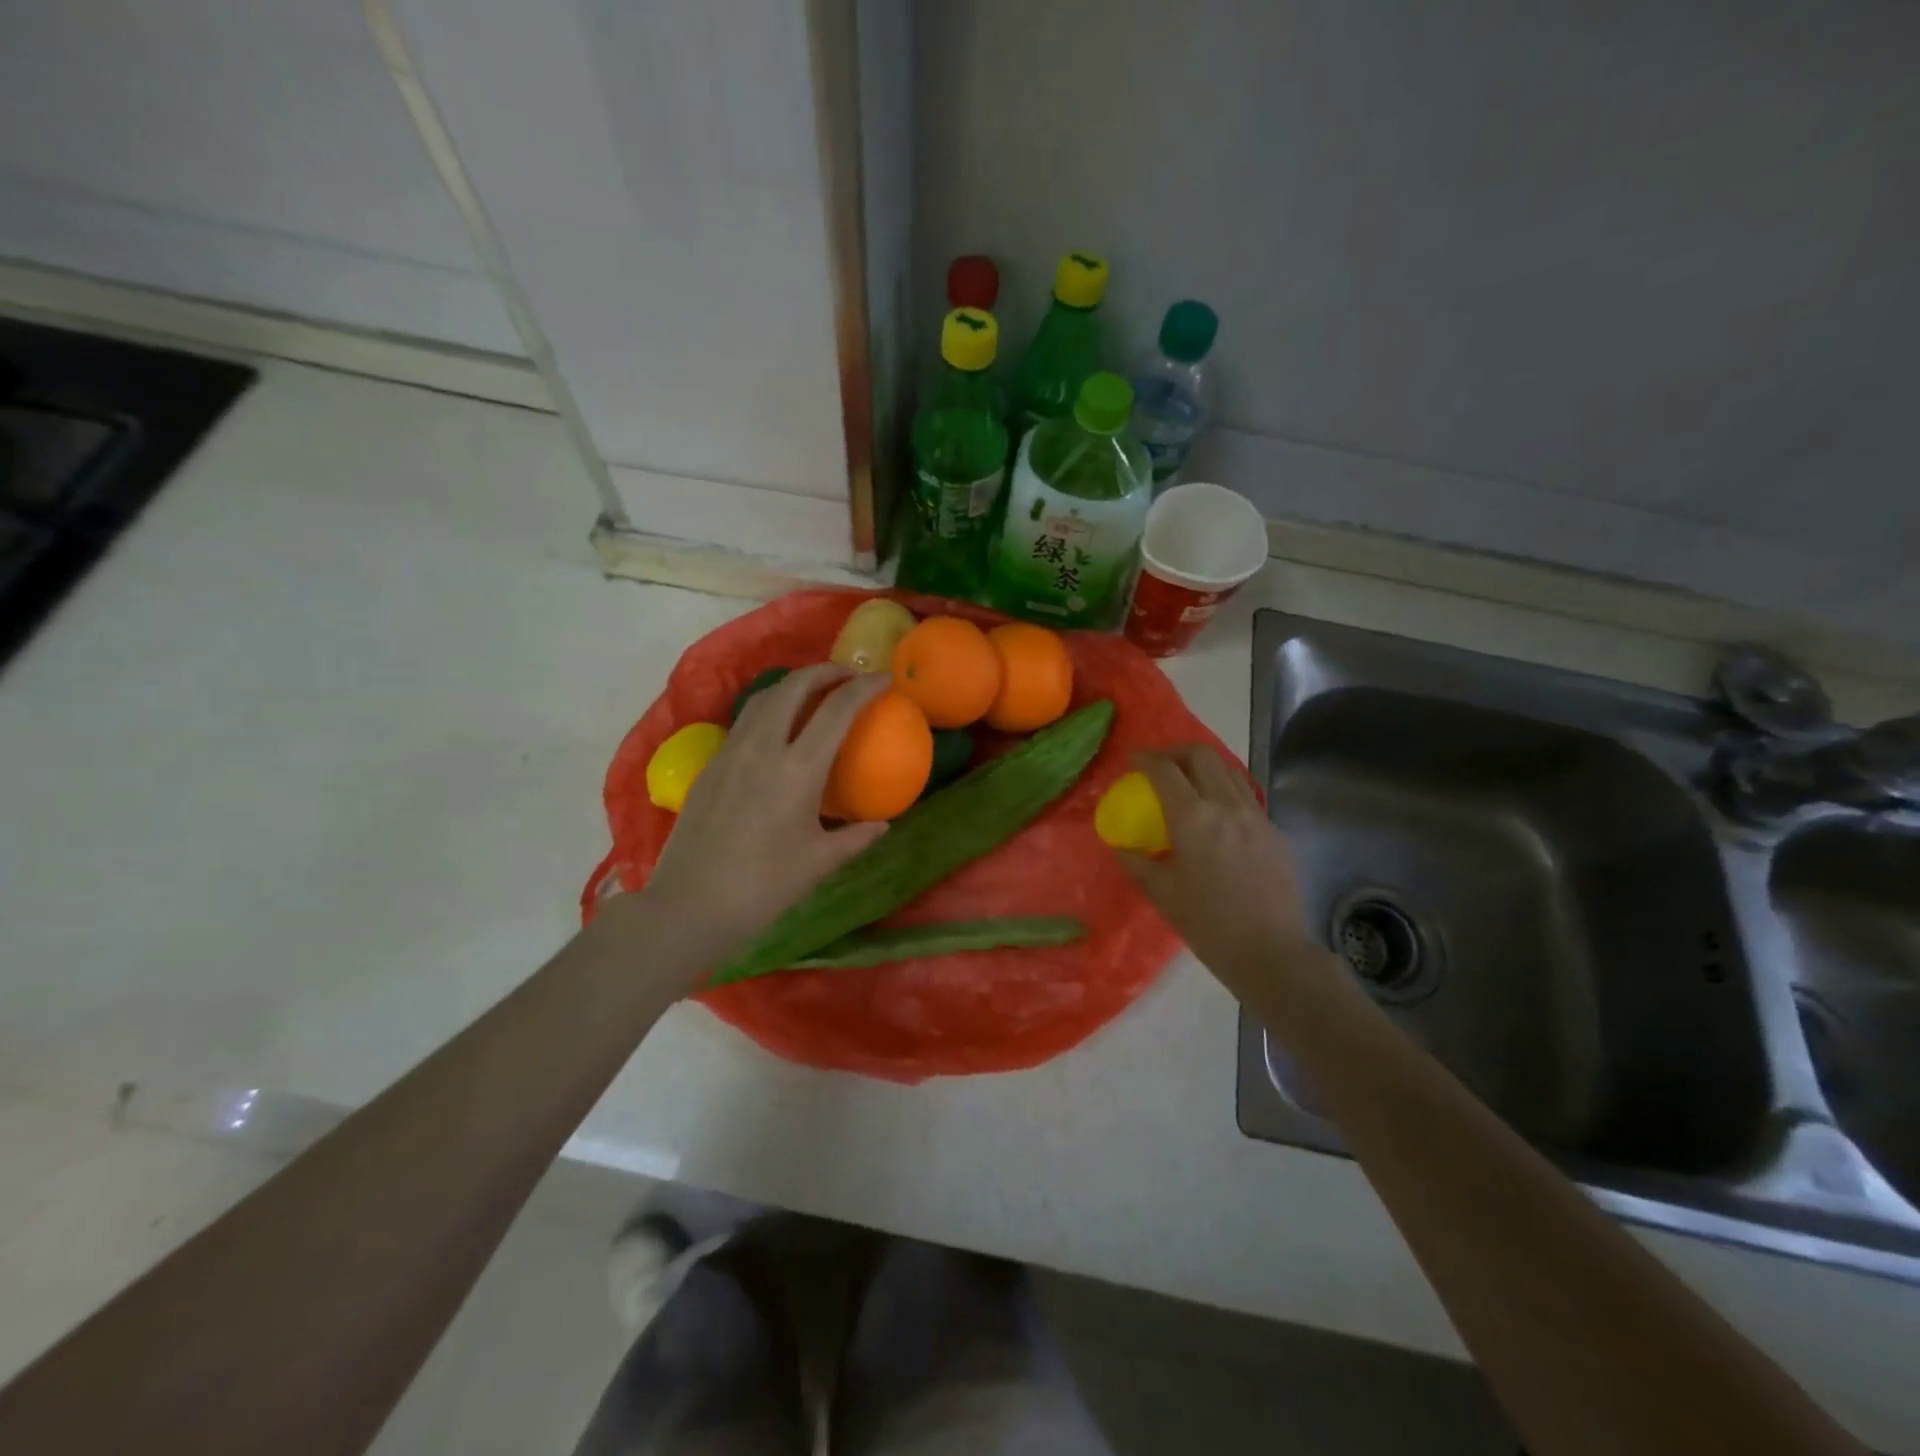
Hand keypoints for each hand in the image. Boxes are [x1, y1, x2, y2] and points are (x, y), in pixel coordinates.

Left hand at [626, 664, 890, 977]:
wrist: (690, 906)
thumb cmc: (763, 888)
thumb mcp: (818, 863)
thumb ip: (855, 837)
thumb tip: (882, 824)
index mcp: (797, 771)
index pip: (836, 711)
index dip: (864, 688)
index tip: (884, 680)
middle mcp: (762, 749)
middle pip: (794, 687)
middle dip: (825, 672)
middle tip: (848, 675)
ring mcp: (731, 753)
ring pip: (763, 698)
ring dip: (793, 684)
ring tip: (814, 692)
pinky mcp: (710, 765)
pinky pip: (744, 721)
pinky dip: (769, 708)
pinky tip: (778, 730)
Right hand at [1115, 746, 1335, 996]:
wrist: (1270, 952)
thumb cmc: (1207, 924)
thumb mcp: (1161, 893)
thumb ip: (1137, 862)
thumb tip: (1120, 846)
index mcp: (1192, 817)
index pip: (1165, 770)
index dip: (1146, 758)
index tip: (1133, 759)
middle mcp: (1226, 806)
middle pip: (1202, 756)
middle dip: (1177, 752)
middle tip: (1162, 765)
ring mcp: (1256, 817)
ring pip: (1230, 771)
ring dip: (1206, 767)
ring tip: (1191, 783)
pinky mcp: (1275, 833)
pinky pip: (1247, 798)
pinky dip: (1227, 793)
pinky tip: (1220, 818)